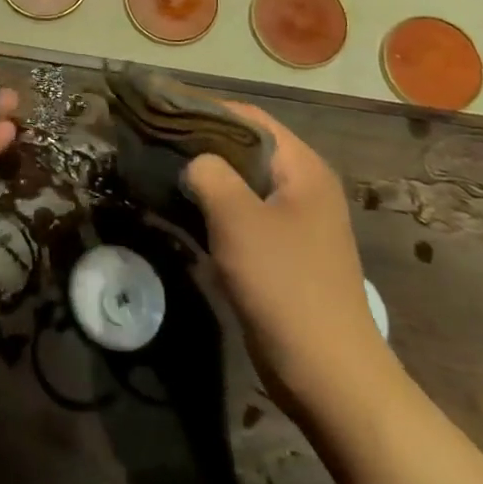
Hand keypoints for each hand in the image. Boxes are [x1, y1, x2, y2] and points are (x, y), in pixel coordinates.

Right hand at [184, 102, 391, 408]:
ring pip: (241, 183)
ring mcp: (294, 222)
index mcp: (302, 168)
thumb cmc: (285, 284)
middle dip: (201, 143)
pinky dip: (213, 208)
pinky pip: (242, 215)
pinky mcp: (282, 253)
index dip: (206, 109)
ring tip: (159, 171)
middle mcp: (302, 187)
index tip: (162, 111)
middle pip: (245, 148)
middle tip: (154, 141)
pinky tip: (180, 210)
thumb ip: (210, 174)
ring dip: (205, 178)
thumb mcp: (237, 218)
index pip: (250, 117)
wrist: (328, 374)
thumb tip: (193, 163)